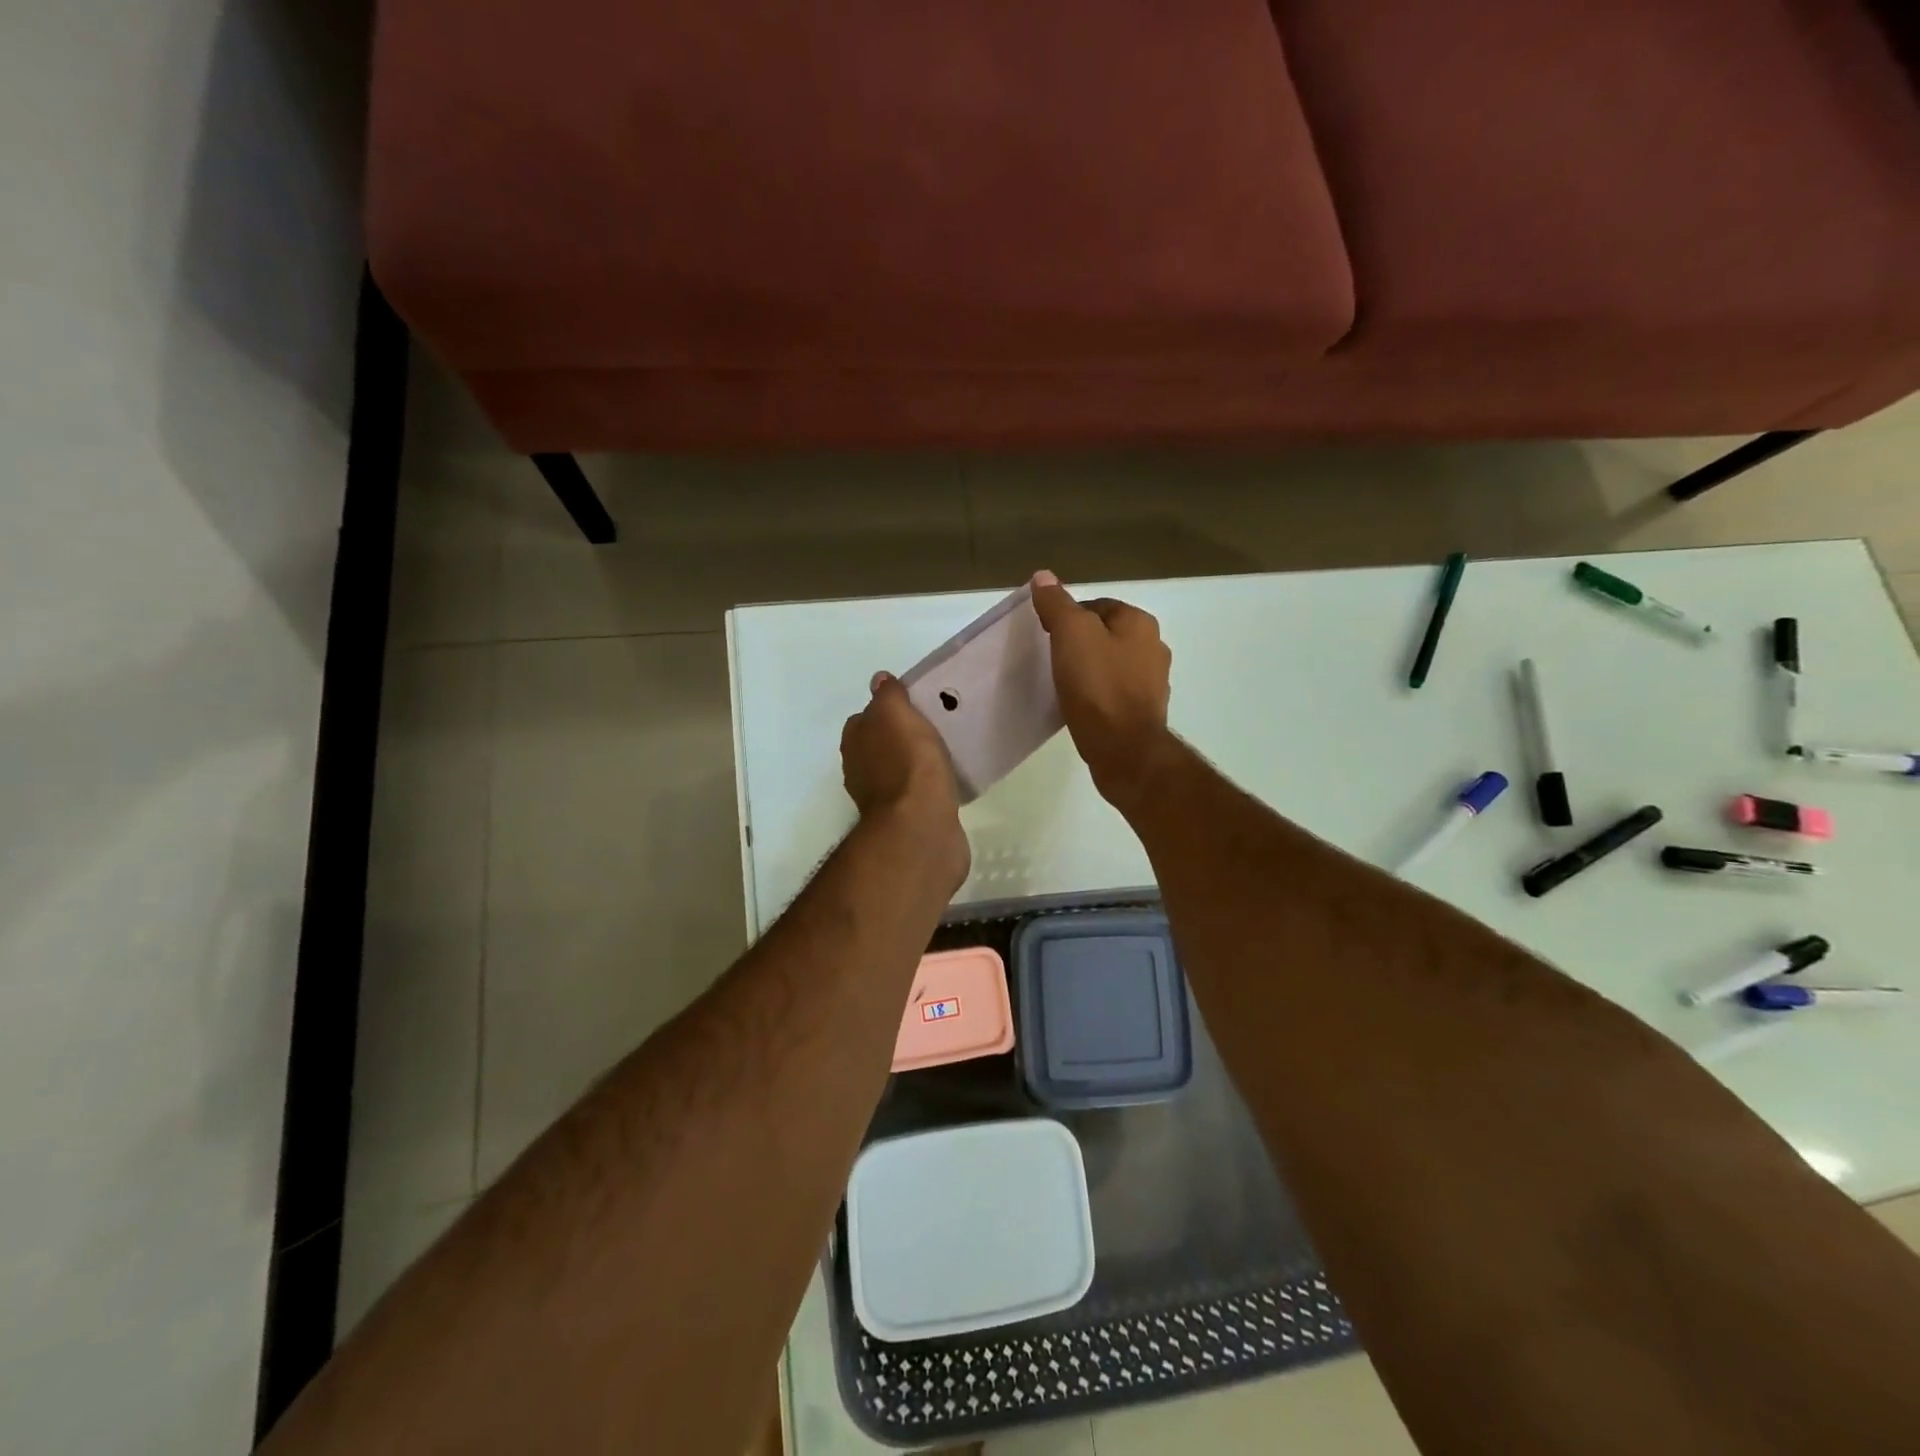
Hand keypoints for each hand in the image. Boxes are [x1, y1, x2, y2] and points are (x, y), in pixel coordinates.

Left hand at [841, 673, 969, 877]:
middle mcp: (860, 770)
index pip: (866, 718)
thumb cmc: (908, 763)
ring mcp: (881, 798)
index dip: (888, 710)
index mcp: (854, 742)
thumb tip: (879, 680)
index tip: (915, 707)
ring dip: (915, 763)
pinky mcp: (905, 819)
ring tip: (944, 754)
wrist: (921, 826)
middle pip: (880, 744)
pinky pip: (916, 794)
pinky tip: (946, 782)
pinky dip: (927, 787)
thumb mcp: (896, 714)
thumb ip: (888, 696)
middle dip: (901, 737)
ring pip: (898, 770)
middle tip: (933, 728)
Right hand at [1030, 572, 1172, 803]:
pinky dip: (1098, 694)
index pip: (1098, 605)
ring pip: (1113, 665)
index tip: (1047, 635)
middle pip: (1107, 635)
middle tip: (1052, 658)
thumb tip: (1044, 576)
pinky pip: (1115, 693)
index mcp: (1140, 623)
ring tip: (1063, 683)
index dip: (1069, 616)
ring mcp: (1153, 683)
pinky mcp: (1144, 712)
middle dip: (1081, 643)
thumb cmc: (1098, 686)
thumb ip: (1058, 604)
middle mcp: (1154, 647)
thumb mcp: (1071, 635)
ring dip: (1090, 670)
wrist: (1123, 749)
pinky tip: (1080, 705)